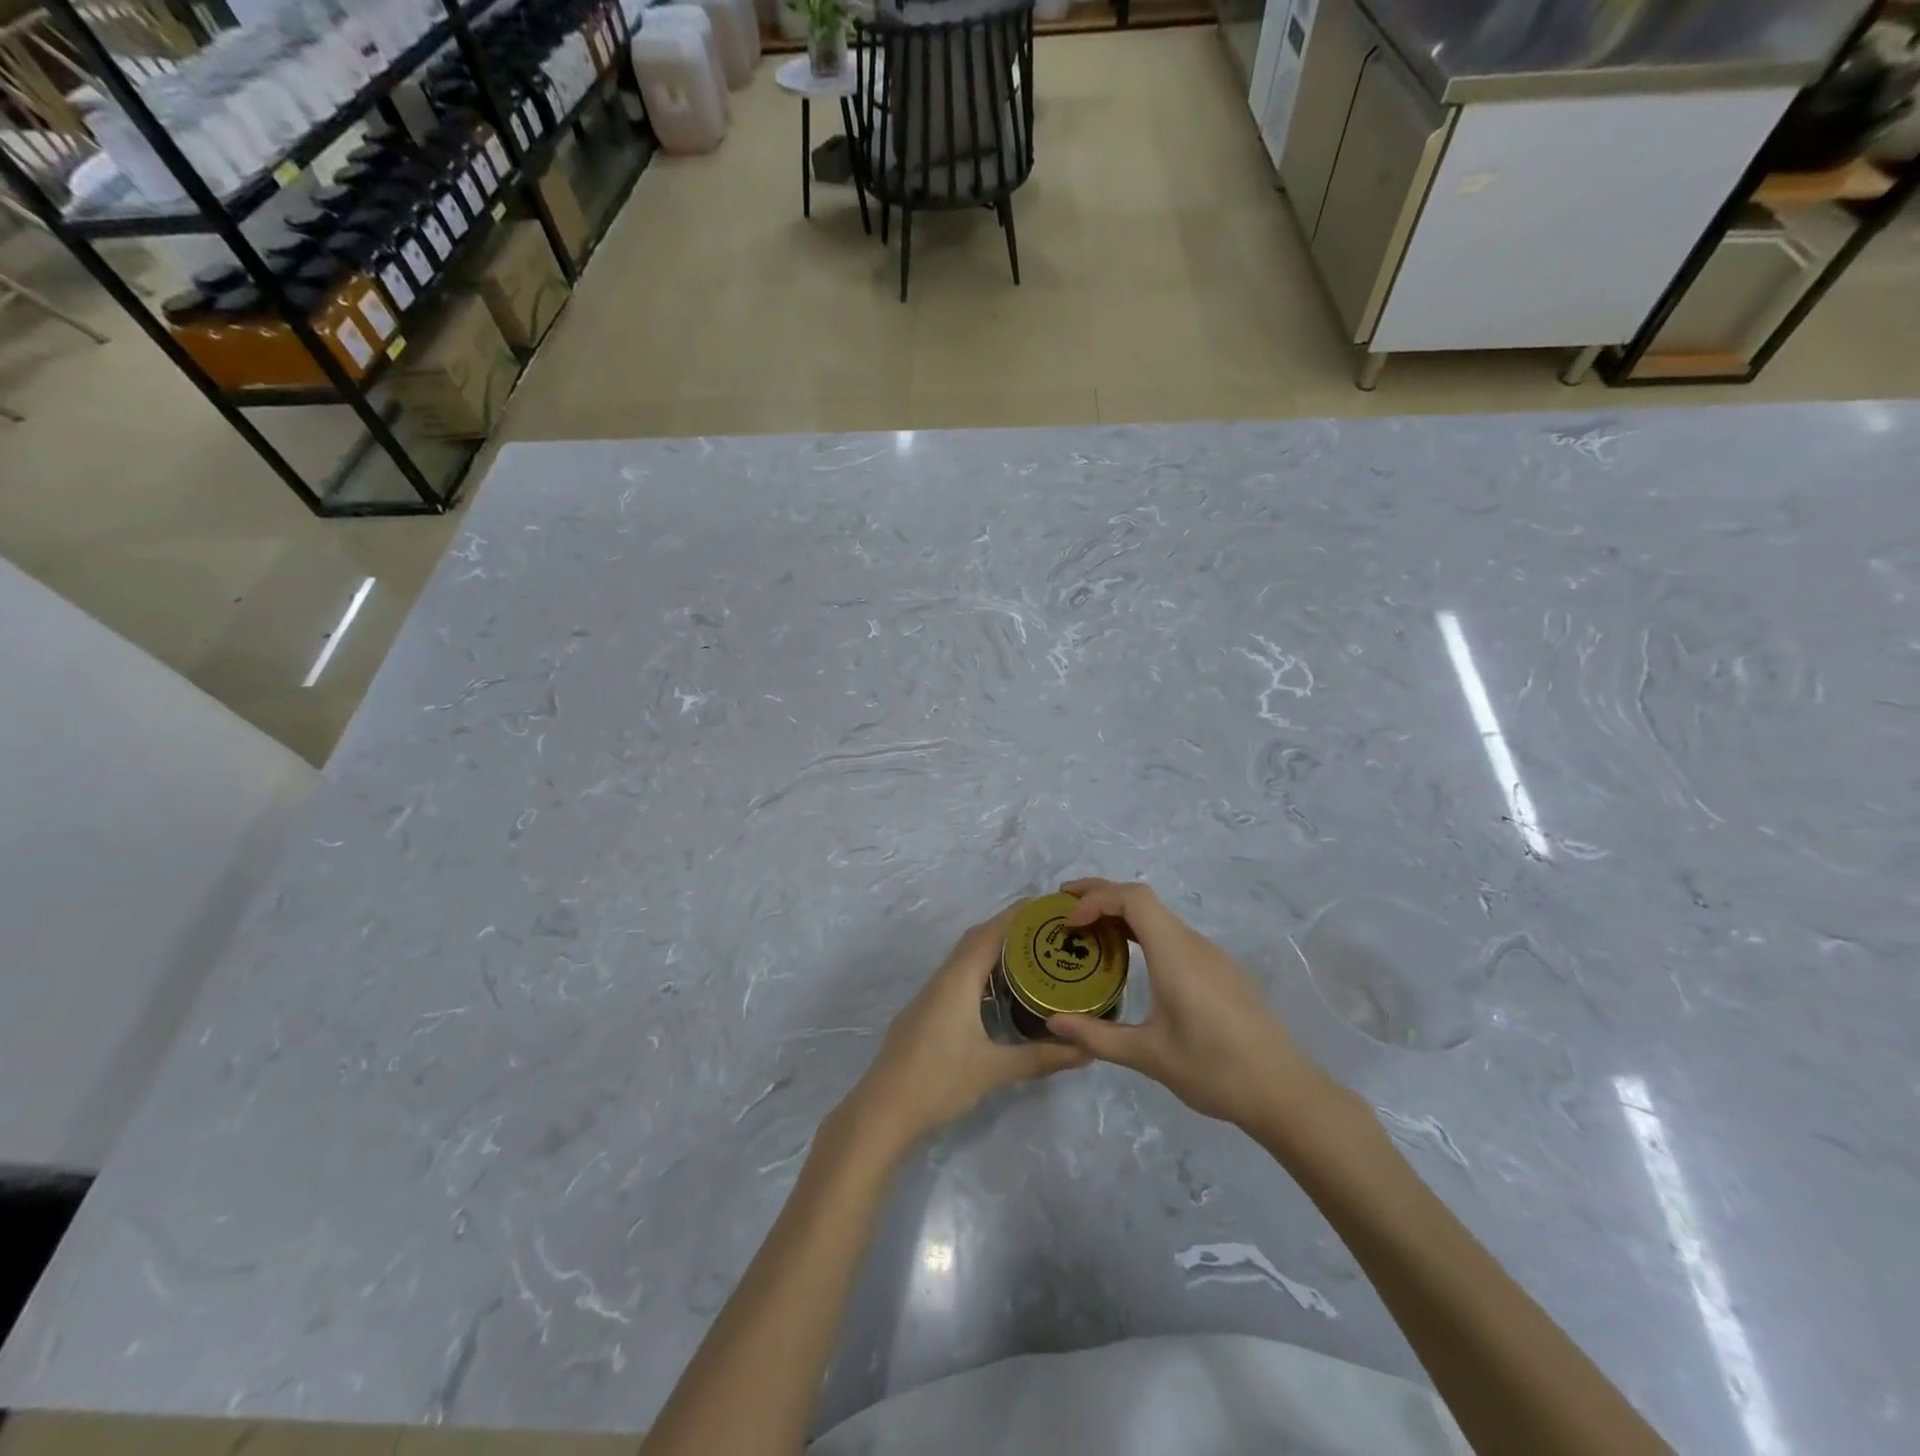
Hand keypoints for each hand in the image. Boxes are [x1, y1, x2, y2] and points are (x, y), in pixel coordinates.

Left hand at [838, 906, 1088, 1159]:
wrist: (881, 1110)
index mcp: (957, 980)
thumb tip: (1087, 1049)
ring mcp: (929, 996)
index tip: (1047, 905)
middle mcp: (942, 979)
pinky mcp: (924, 1013)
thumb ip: (1040, 1057)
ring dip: (993, 950)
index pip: (990, 933)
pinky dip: (980, 972)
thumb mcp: (994, 1069)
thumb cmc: (938, 1081)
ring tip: (1030, 957)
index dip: (1017, 915)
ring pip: (964, 959)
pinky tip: (997, 992)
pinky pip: (956, 977)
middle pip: (976, 939)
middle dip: (1009, 929)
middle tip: (1047, 932)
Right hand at [1046, 879, 1327, 1137]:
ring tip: (1090, 934)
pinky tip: (1133, 962)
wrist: (1285, 1093)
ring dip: (1123, 916)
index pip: (1134, 899)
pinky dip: (1144, 934)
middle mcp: (1194, 944)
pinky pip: (1175, 936)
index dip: (1097, 897)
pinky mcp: (1222, 971)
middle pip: (1144, 900)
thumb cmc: (1214, 1070)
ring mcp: (1212, 956)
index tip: (1070, 922)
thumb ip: (1097, 1036)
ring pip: (1161, 918)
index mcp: (1176, 956)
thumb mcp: (1149, 1056)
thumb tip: (1052, 1023)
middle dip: (1102, 896)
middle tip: (1065, 908)